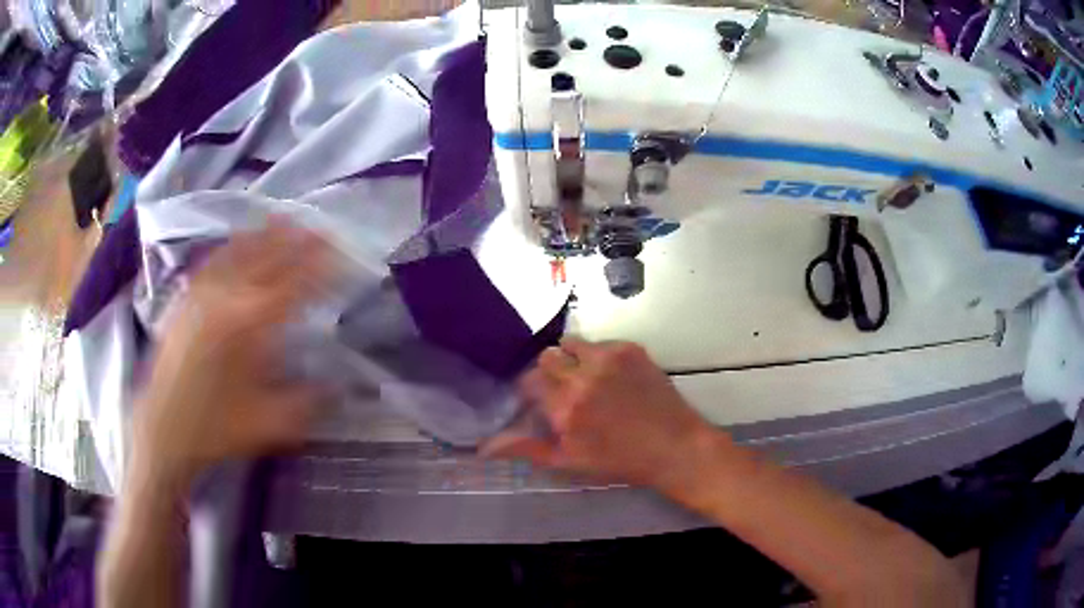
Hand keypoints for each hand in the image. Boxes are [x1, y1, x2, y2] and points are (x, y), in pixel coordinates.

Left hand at [132, 220, 339, 486]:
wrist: (163, 429)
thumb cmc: (216, 428)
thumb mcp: (270, 423)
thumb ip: (308, 400)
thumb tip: (340, 385)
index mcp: (251, 326)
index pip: (296, 285)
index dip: (322, 268)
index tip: (342, 255)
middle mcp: (227, 298)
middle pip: (269, 258)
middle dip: (299, 241)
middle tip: (323, 228)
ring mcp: (203, 293)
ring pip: (240, 252)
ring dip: (267, 233)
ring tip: (288, 218)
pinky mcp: (187, 298)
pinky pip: (214, 261)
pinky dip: (233, 244)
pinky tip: (242, 239)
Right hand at [485, 338, 721, 493]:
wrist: (674, 446)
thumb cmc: (620, 460)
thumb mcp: (569, 462)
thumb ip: (526, 448)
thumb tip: (483, 446)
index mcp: (564, 407)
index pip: (528, 381)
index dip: (530, 389)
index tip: (538, 399)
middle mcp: (582, 376)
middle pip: (547, 357)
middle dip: (549, 371)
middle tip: (563, 389)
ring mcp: (609, 359)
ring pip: (571, 343)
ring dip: (571, 357)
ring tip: (586, 377)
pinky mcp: (630, 349)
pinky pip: (600, 342)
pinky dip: (598, 355)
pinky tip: (612, 376)